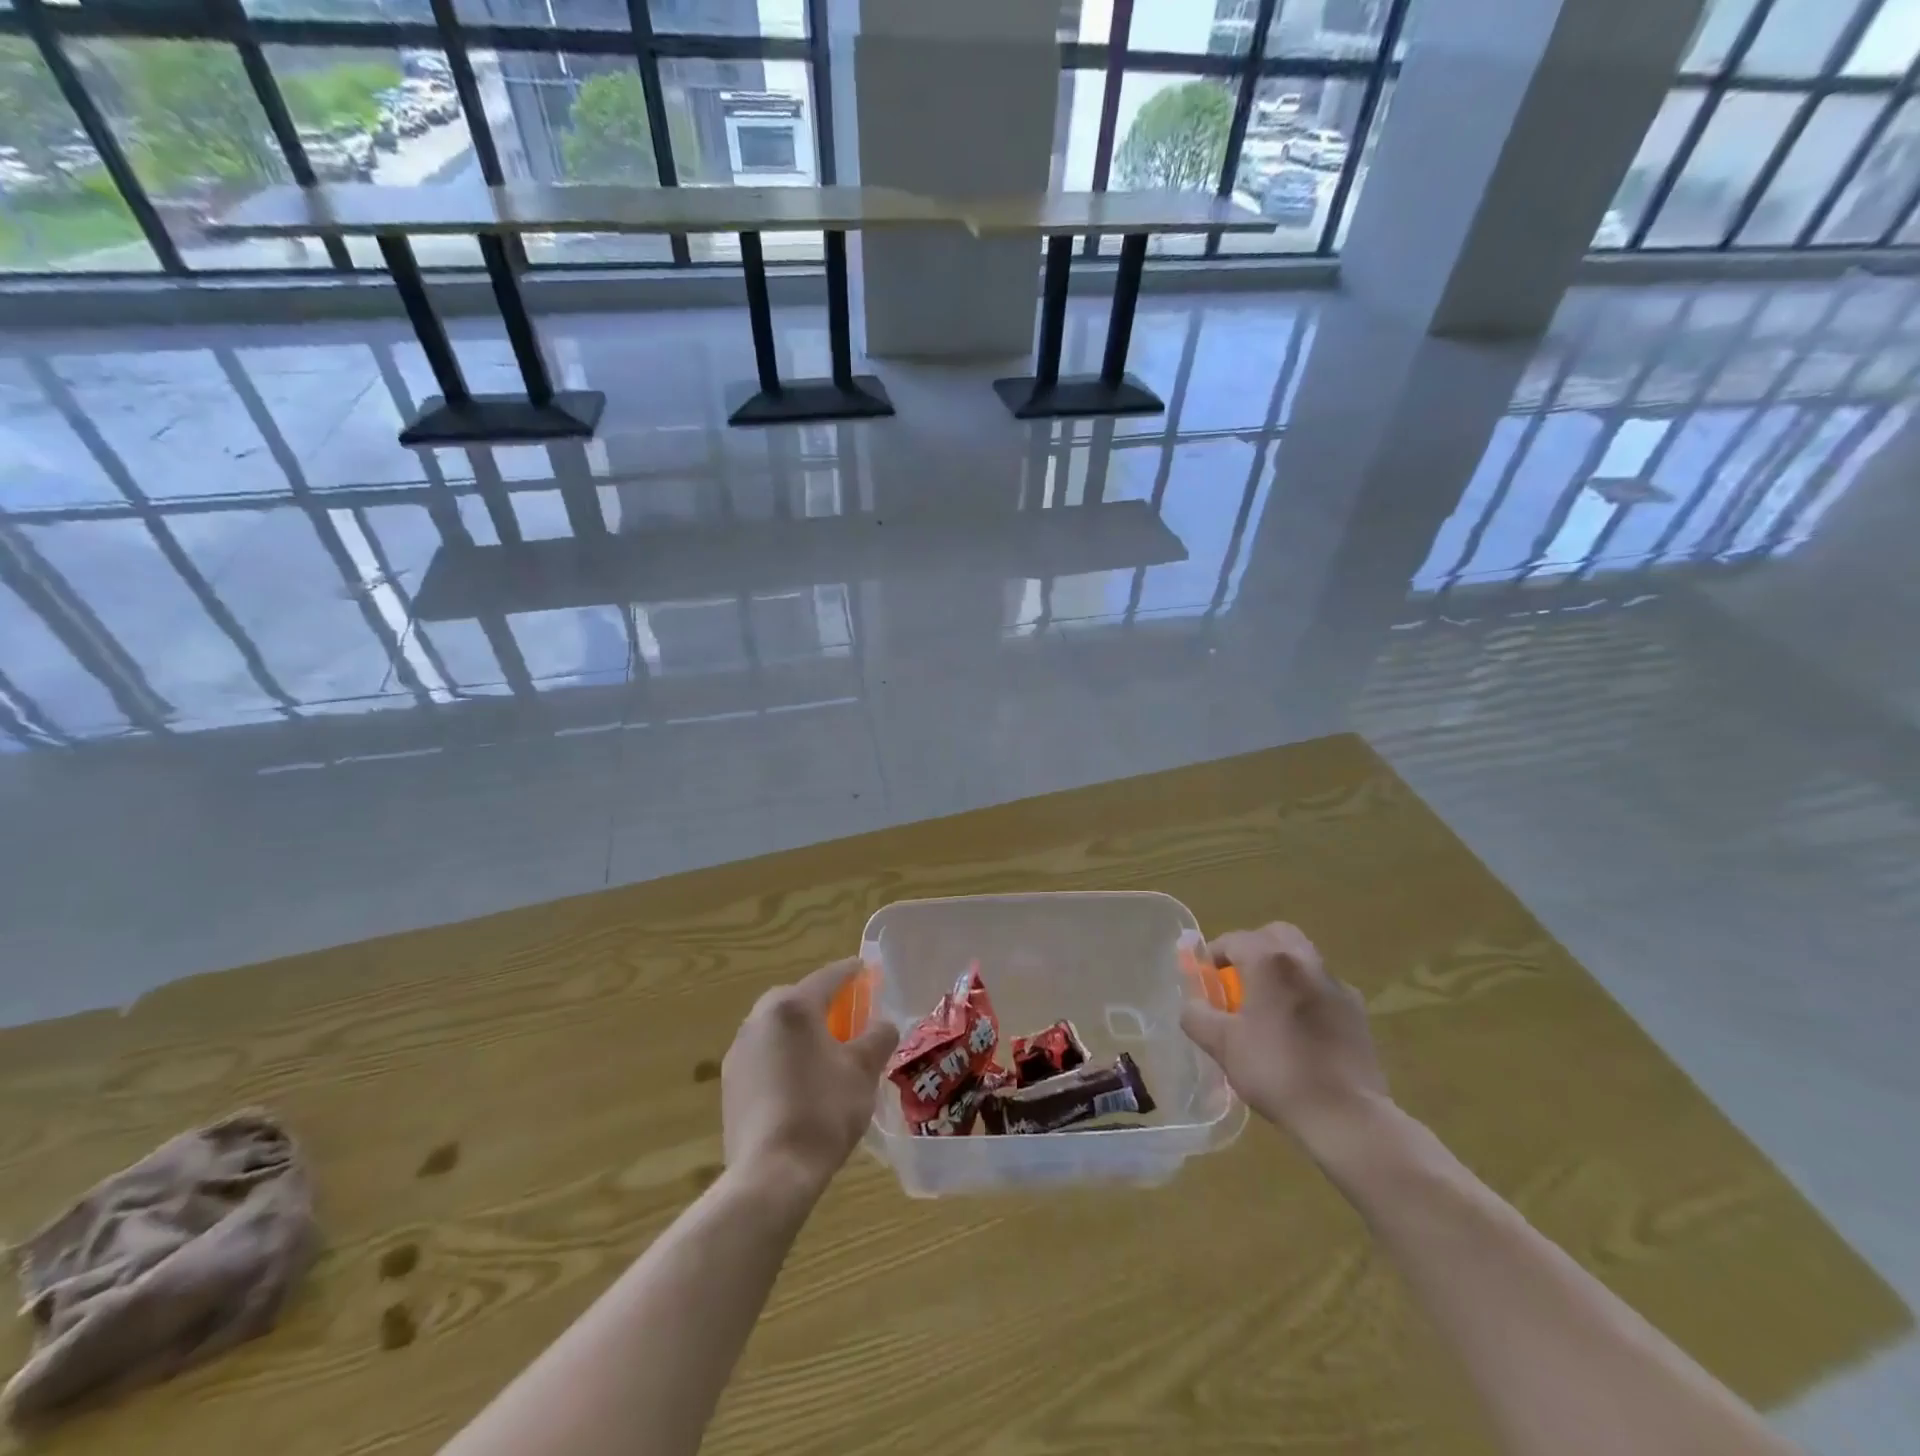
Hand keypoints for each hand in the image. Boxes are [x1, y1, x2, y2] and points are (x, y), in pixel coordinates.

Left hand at [722, 959, 899, 1195]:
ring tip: (828, 1055)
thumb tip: (882, 1024)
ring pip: (780, 1029)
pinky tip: (803, 1083)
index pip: (829, 977)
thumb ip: (878, 1037)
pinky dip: (786, 1057)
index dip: (853, 973)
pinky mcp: (730, 1083)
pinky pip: (766, 1055)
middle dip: (826, 1005)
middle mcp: (759, 1018)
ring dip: (803, 1033)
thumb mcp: (863, 1070)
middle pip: (799, 1000)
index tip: (868, 972)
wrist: (771, 1173)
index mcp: (792, 1006)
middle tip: (851, 1019)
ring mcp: (739, 1051)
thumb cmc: (823, 1110)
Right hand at [1180, 923, 1388, 1154]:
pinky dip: (1306, 994)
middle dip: (1252, 950)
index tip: (1205, 981)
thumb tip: (1193, 1005)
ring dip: (1281, 971)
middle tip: (1238, 981)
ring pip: (1302, 958)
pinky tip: (1300, 1029)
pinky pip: (1323, 988)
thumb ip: (1196, 1016)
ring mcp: (1336, 985)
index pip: (1233, 940)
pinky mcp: (1357, 1011)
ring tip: (1268, 1006)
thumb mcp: (1222, 1045)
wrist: (1346, 1115)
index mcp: (1270, 962)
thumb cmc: (1276, 1071)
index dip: (1212, 956)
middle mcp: (1305, 961)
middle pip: (1274, 935)